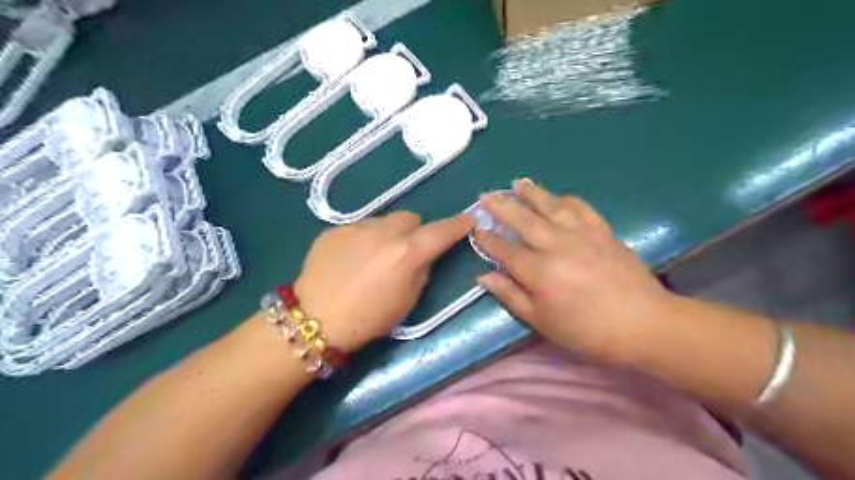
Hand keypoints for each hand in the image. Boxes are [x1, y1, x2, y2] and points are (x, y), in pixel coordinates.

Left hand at [297, 214, 476, 351]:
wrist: (314, 320)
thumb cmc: (367, 319)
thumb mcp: (407, 302)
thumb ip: (421, 271)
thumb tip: (423, 256)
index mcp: (406, 253)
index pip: (441, 231)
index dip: (458, 225)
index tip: (468, 220)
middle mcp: (383, 232)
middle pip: (410, 218)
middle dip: (415, 231)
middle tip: (408, 251)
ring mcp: (355, 228)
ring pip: (383, 221)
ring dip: (388, 234)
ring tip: (375, 257)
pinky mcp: (334, 230)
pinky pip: (359, 228)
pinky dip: (364, 239)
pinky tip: (351, 260)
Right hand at [474, 179, 675, 362]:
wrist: (643, 323)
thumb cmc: (586, 330)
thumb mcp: (542, 321)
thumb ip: (511, 295)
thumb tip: (484, 276)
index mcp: (538, 271)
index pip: (504, 249)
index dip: (487, 240)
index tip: (476, 229)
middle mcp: (555, 245)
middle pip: (522, 220)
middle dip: (501, 206)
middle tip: (485, 195)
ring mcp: (580, 234)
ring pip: (550, 206)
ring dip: (531, 193)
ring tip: (517, 183)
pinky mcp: (602, 231)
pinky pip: (581, 208)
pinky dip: (566, 199)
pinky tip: (558, 197)